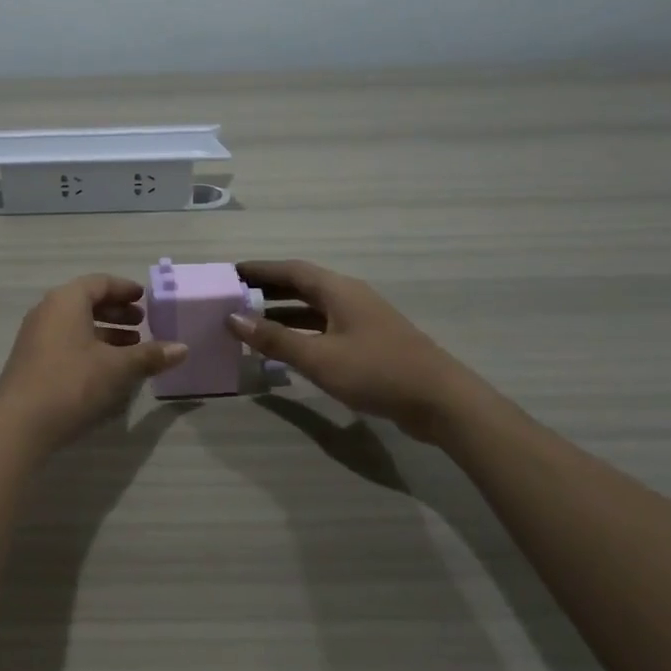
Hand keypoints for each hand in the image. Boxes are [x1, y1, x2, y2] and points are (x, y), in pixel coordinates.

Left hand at [0, 274, 186, 450]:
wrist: (19, 424)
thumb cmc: (72, 383)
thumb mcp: (118, 368)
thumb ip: (150, 355)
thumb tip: (183, 349)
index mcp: (66, 301)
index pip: (99, 283)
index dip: (125, 289)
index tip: (145, 299)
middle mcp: (47, 311)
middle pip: (86, 302)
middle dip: (116, 312)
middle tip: (142, 324)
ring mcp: (35, 337)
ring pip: (76, 324)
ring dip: (104, 332)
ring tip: (131, 348)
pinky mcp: (31, 361)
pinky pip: (65, 342)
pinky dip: (88, 346)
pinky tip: (106, 369)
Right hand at [226, 260, 489, 443]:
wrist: (439, 401)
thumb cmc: (376, 372)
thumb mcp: (318, 357)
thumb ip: (274, 339)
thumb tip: (232, 318)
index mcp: (338, 291)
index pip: (291, 270)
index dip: (260, 270)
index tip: (231, 273)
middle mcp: (350, 298)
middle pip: (302, 286)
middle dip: (268, 290)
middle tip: (234, 298)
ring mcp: (362, 320)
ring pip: (314, 309)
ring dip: (283, 314)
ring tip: (251, 324)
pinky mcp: (369, 343)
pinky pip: (325, 328)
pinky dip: (301, 333)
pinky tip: (287, 350)